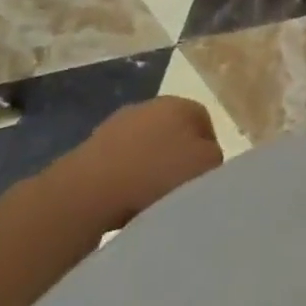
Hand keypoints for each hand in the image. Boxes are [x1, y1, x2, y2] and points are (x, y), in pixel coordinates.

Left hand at [80, 97, 222, 226]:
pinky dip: (125, 177)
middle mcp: (151, 104)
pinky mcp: (94, 144)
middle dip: (177, 157)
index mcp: (181, 104)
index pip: (204, 123)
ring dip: (149, 167)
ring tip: (149, 200)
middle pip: (174, 131)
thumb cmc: (156, 175)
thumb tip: (205, 157)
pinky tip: (124, 200)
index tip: (203, 181)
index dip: (207, 152)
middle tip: (179, 190)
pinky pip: (121, 161)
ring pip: (145, 145)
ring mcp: (119, 122)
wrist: (91, 188)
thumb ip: (214, 158)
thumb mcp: (205, 167)